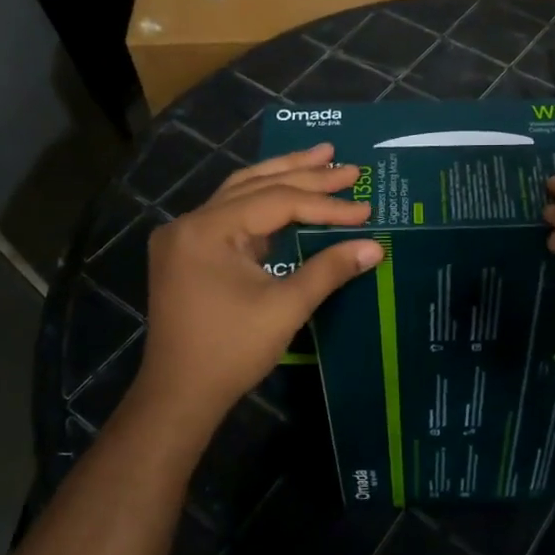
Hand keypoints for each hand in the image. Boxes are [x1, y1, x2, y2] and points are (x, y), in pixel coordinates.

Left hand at [128, 143, 381, 444]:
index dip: (325, 205)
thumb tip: (375, 246)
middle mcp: (190, 222)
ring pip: (240, 193)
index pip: (277, 202)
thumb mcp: (285, 307)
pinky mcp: (188, 253)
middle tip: (347, 164)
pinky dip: (263, 205)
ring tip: (320, 159)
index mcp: (207, 229)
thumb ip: (329, 269)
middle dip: (305, 173)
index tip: (365, 210)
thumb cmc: (231, 351)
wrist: (179, 396)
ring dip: (282, 176)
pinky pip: (231, 215)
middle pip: (256, 185)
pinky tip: (289, 198)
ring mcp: (185, 237)